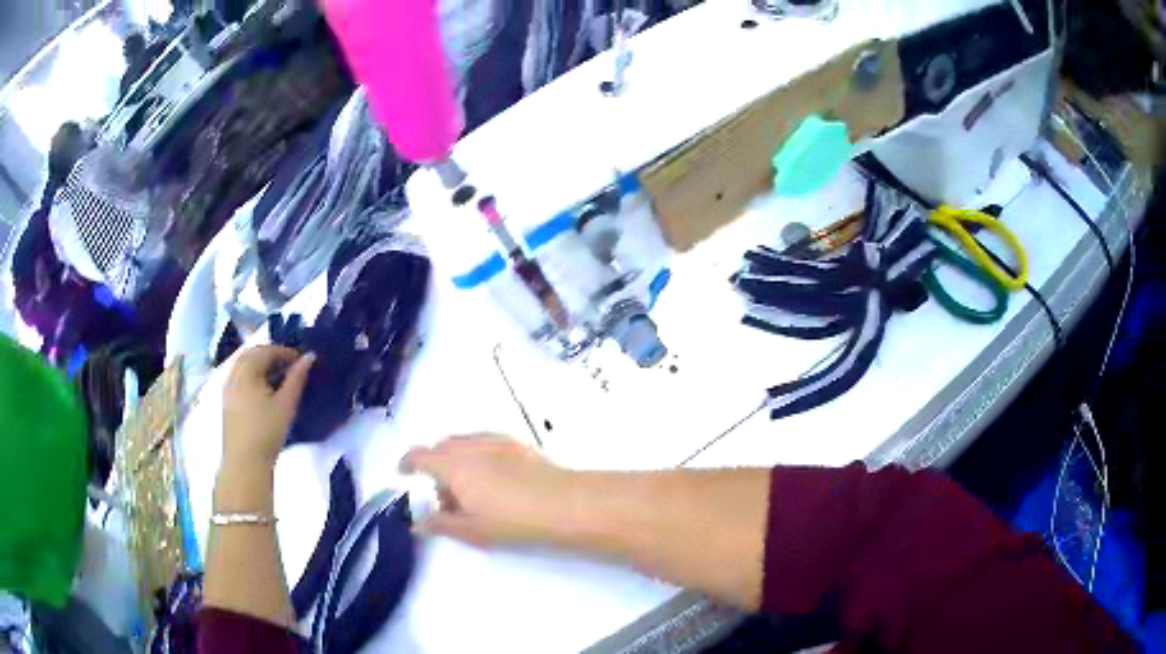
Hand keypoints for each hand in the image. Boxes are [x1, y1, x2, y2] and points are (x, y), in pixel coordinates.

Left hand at [222, 346, 314, 471]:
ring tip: (280, 381)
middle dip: (272, 357)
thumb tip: (309, 357)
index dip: (285, 352)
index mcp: (246, 371)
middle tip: (292, 369)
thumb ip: (297, 378)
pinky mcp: (227, 401)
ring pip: (245, 366)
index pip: (266, 350)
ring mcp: (227, 387)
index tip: (302, 362)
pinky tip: (265, 393)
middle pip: (253, 355)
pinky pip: (240, 378)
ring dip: (262, 367)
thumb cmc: (267, 432)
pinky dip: (254, 377)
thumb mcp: (286, 404)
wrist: (245, 463)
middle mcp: (233, 374)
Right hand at [402, 435, 579, 547]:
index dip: (407, 463)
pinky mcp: (516, 444)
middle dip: (436, 467)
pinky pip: (485, 443)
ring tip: (471, 491)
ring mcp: (495, 441)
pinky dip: (477, 455)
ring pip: (464, 444)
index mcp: (453, 465)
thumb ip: (441, 524)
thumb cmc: (512, 520)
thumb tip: (418, 523)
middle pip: (441, 448)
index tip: (404, 474)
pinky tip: (493, 478)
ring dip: (456, 460)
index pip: (420, 456)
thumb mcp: (472, 530)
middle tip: (446, 497)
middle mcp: (470, 446)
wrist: (563, 504)